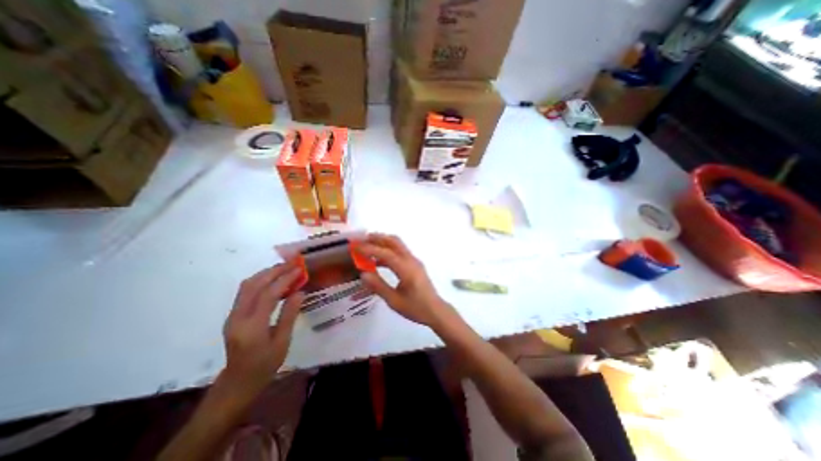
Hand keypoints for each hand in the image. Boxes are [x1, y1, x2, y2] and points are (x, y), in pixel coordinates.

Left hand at [221, 263, 304, 396]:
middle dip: (274, 271)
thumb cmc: (265, 365)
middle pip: (254, 285)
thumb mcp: (282, 342)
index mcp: (252, 327)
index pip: (268, 295)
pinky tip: (273, 279)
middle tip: (292, 264)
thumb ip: (289, 315)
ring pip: (247, 285)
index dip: (284, 279)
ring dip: (266, 273)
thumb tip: (300, 292)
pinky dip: (260, 281)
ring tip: (284, 268)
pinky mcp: (233, 315)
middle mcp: (238, 318)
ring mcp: (232, 315)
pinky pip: (246, 291)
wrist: (238, 382)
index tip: (299, 269)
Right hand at [360, 234, 459, 330]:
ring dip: (383, 242)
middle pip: (394, 241)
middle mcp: (411, 260)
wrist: (436, 311)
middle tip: (362, 240)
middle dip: (377, 238)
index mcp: (406, 269)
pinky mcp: (415, 264)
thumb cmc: (416, 308)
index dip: (370, 249)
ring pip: (398, 245)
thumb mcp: (394, 301)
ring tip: (367, 247)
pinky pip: (400, 252)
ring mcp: (414, 261)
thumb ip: (378, 286)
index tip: (356, 247)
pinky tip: (378, 261)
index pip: (386, 253)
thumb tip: (363, 273)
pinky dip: (388, 251)